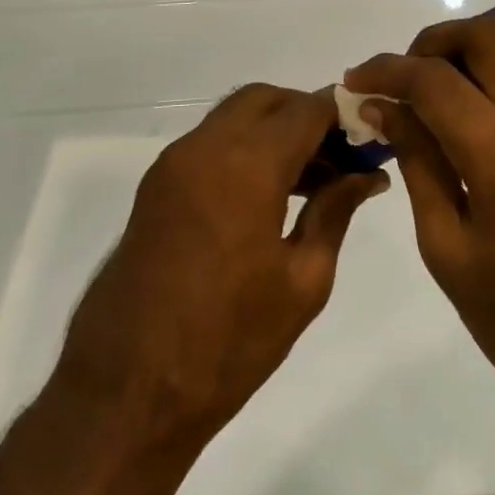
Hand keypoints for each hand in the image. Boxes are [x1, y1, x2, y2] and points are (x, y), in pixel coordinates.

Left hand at [49, 84, 388, 455]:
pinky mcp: (155, 188)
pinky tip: (268, 196)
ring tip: (311, 182)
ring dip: (273, 131)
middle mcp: (205, 148)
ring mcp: (173, 165)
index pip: (306, 108)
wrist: (126, 395)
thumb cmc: (228, 343)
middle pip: (265, 99)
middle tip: (338, 158)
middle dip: (305, 114)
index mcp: (246, 165)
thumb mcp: (302, 281)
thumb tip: (366, 176)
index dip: (342, 115)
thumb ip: (335, 212)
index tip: (368, 139)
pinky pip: (209, 144)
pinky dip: (243, 149)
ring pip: (234, 118)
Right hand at [345, 18, 494, 451]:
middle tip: (399, 81)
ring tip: (427, 97)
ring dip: (465, 54)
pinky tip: (465, 118)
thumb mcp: (450, 251)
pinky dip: (493, 76)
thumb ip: (419, 164)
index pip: (434, 79)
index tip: (354, 82)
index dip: (386, 71)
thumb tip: (385, 109)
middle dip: (433, 42)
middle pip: (486, 35)